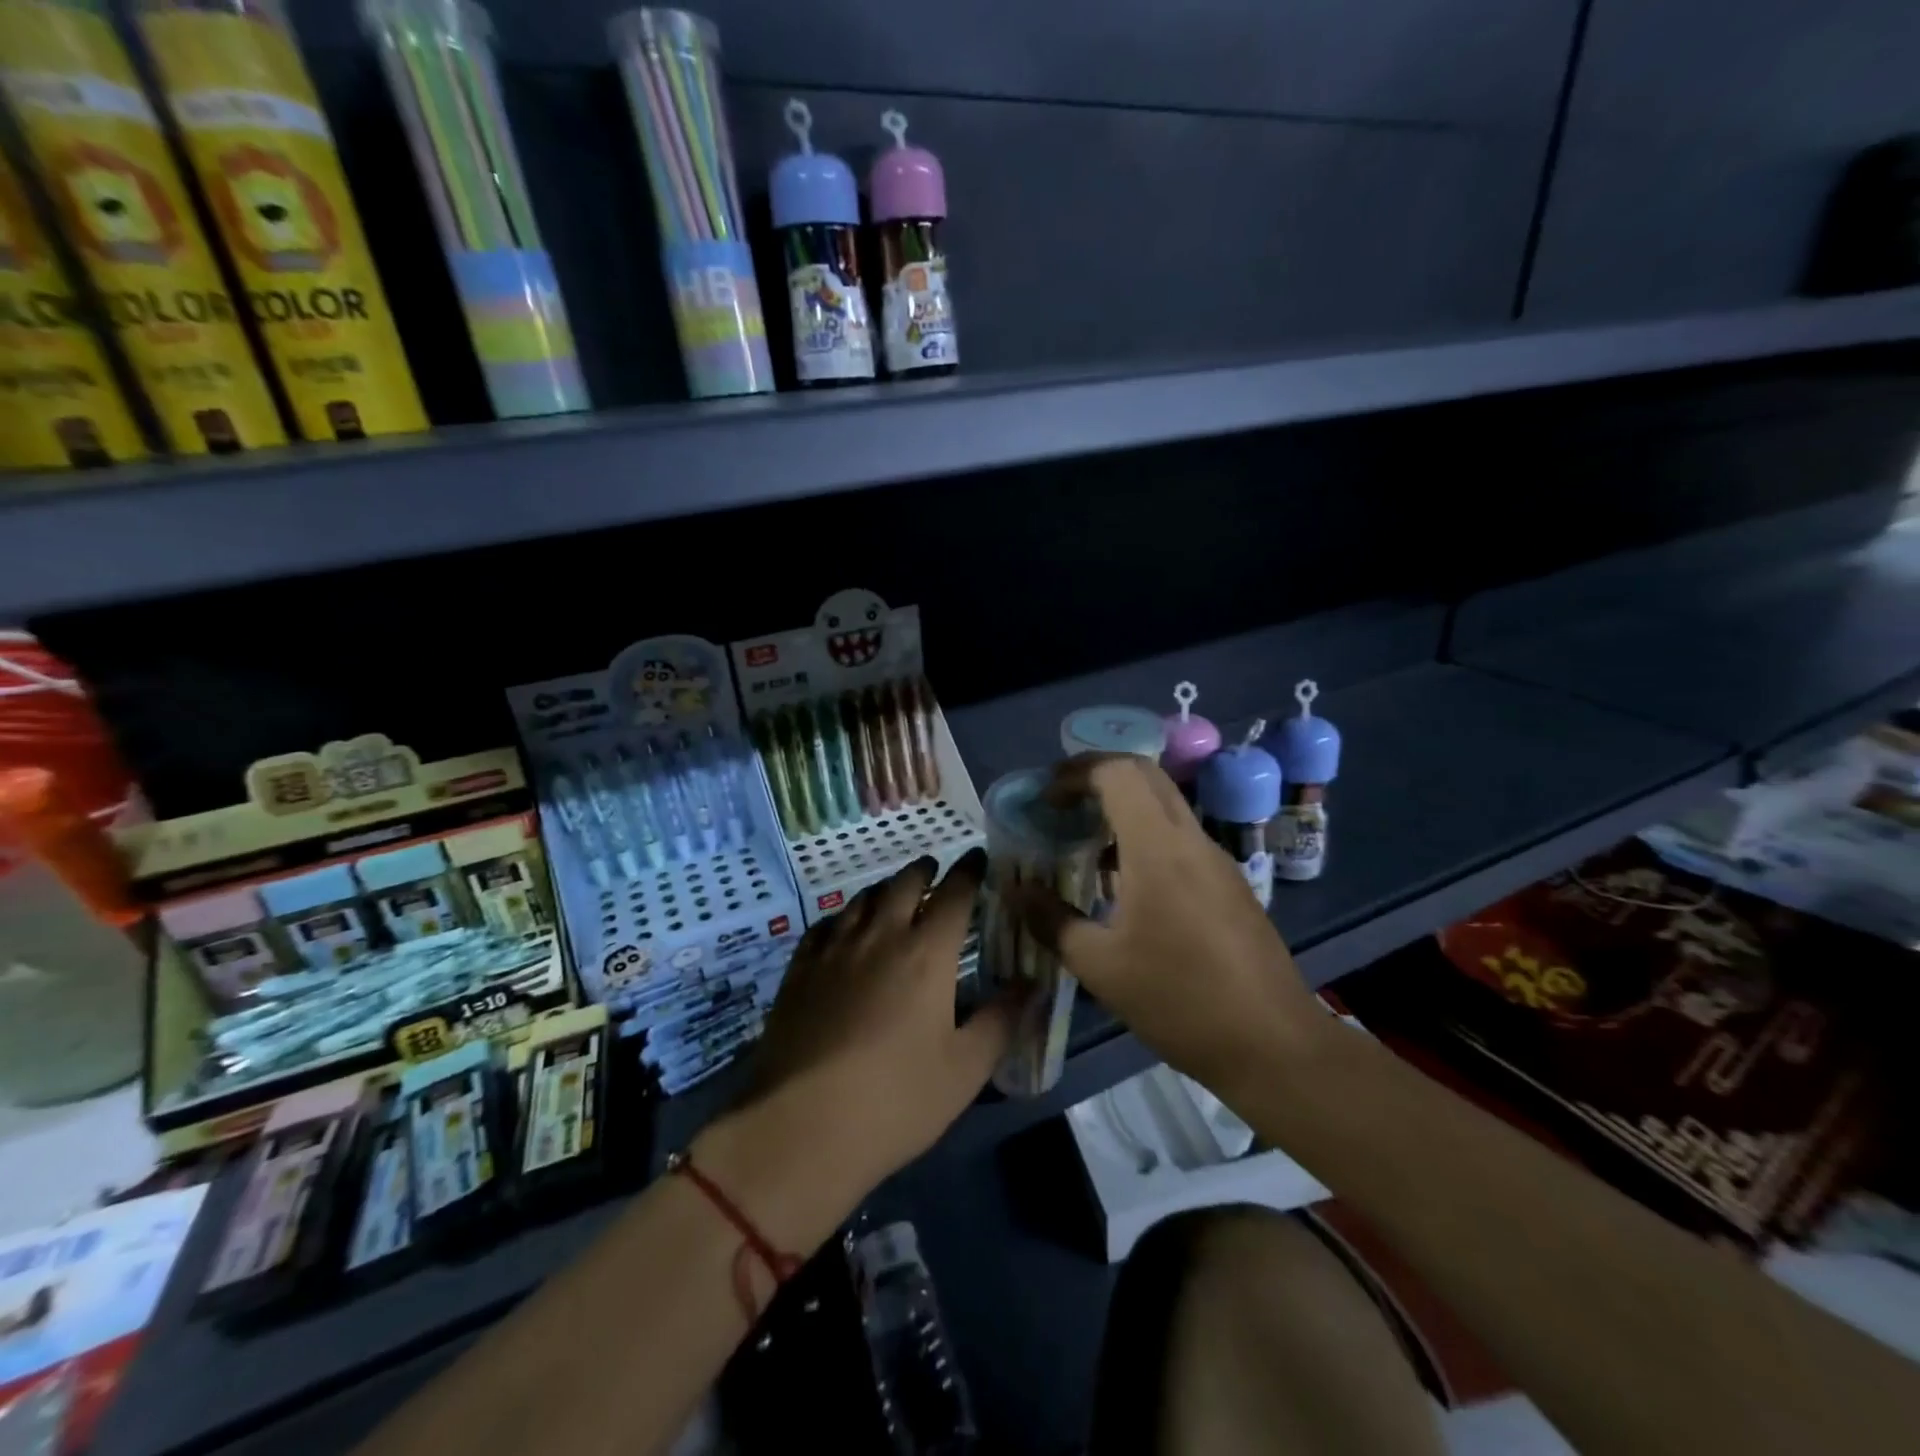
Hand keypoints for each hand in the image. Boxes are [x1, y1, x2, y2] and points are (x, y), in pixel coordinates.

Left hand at [743, 851, 1014, 1192]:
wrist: (799, 1128)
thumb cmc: (896, 1100)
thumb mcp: (965, 1069)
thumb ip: (1001, 1019)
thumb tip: (1032, 983)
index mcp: (927, 953)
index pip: (954, 894)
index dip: (969, 871)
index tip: (978, 859)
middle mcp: (881, 936)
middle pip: (904, 884)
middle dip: (924, 871)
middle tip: (935, 869)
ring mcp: (834, 950)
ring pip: (862, 899)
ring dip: (885, 888)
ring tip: (894, 892)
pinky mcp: (799, 971)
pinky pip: (824, 925)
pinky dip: (843, 916)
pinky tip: (843, 927)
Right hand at [1014, 754, 1322, 1095]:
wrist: (1273, 1044)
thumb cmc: (1179, 1000)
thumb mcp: (1101, 966)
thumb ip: (1052, 921)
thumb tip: (1016, 892)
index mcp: (1158, 848)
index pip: (1118, 773)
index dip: (1076, 773)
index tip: (1045, 797)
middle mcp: (1191, 840)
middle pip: (1146, 776)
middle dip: (1098, 776)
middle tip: (1060, 803)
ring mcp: (1217, 860)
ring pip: (1166, 806)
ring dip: (1123, 807)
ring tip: (1084, 841)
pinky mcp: (1229, 884)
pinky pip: (1181, 838)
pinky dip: (1145, 836)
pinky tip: (1124, 884)